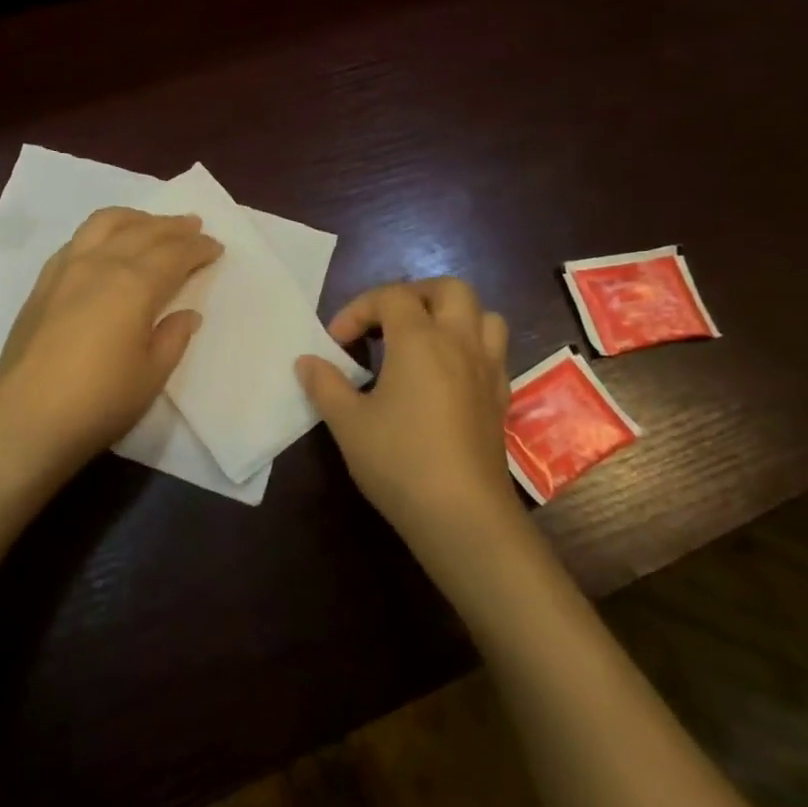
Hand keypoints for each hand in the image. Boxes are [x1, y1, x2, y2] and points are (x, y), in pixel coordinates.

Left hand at [0, 208, 221, 483]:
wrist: (26, 420)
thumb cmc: (99, 402)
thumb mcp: (151, 375)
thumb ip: (173, 338)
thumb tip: (187, 314)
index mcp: (133, 284)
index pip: (174, 253)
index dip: (198, 248)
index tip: (215, 246)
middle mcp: (100, 264)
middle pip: (142, 231)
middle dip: (172, 226)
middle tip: (193, 225)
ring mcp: (65, 269)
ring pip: (104, 224)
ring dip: (135, 219)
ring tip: (151, 224)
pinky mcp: (42, 284)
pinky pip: (77, 240)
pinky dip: (102, 232)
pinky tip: (106, 245)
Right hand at [296, 278, 517, 541]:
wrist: (463, 516)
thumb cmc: (399, 460)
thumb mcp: (347, 422)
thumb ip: (324, 385)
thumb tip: (307, 362)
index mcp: (420, 340)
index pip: (391, 297)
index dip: (358, 310)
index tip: (336, 343)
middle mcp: (460, 343)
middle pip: (449, 290)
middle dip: (413, 295)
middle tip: (385, 322)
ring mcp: (487, 371)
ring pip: (483, 316)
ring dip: (451, 317)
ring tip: (421, 341)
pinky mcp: (500, 399)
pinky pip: (492, 352)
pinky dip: (468, 348)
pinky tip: (445, 377)